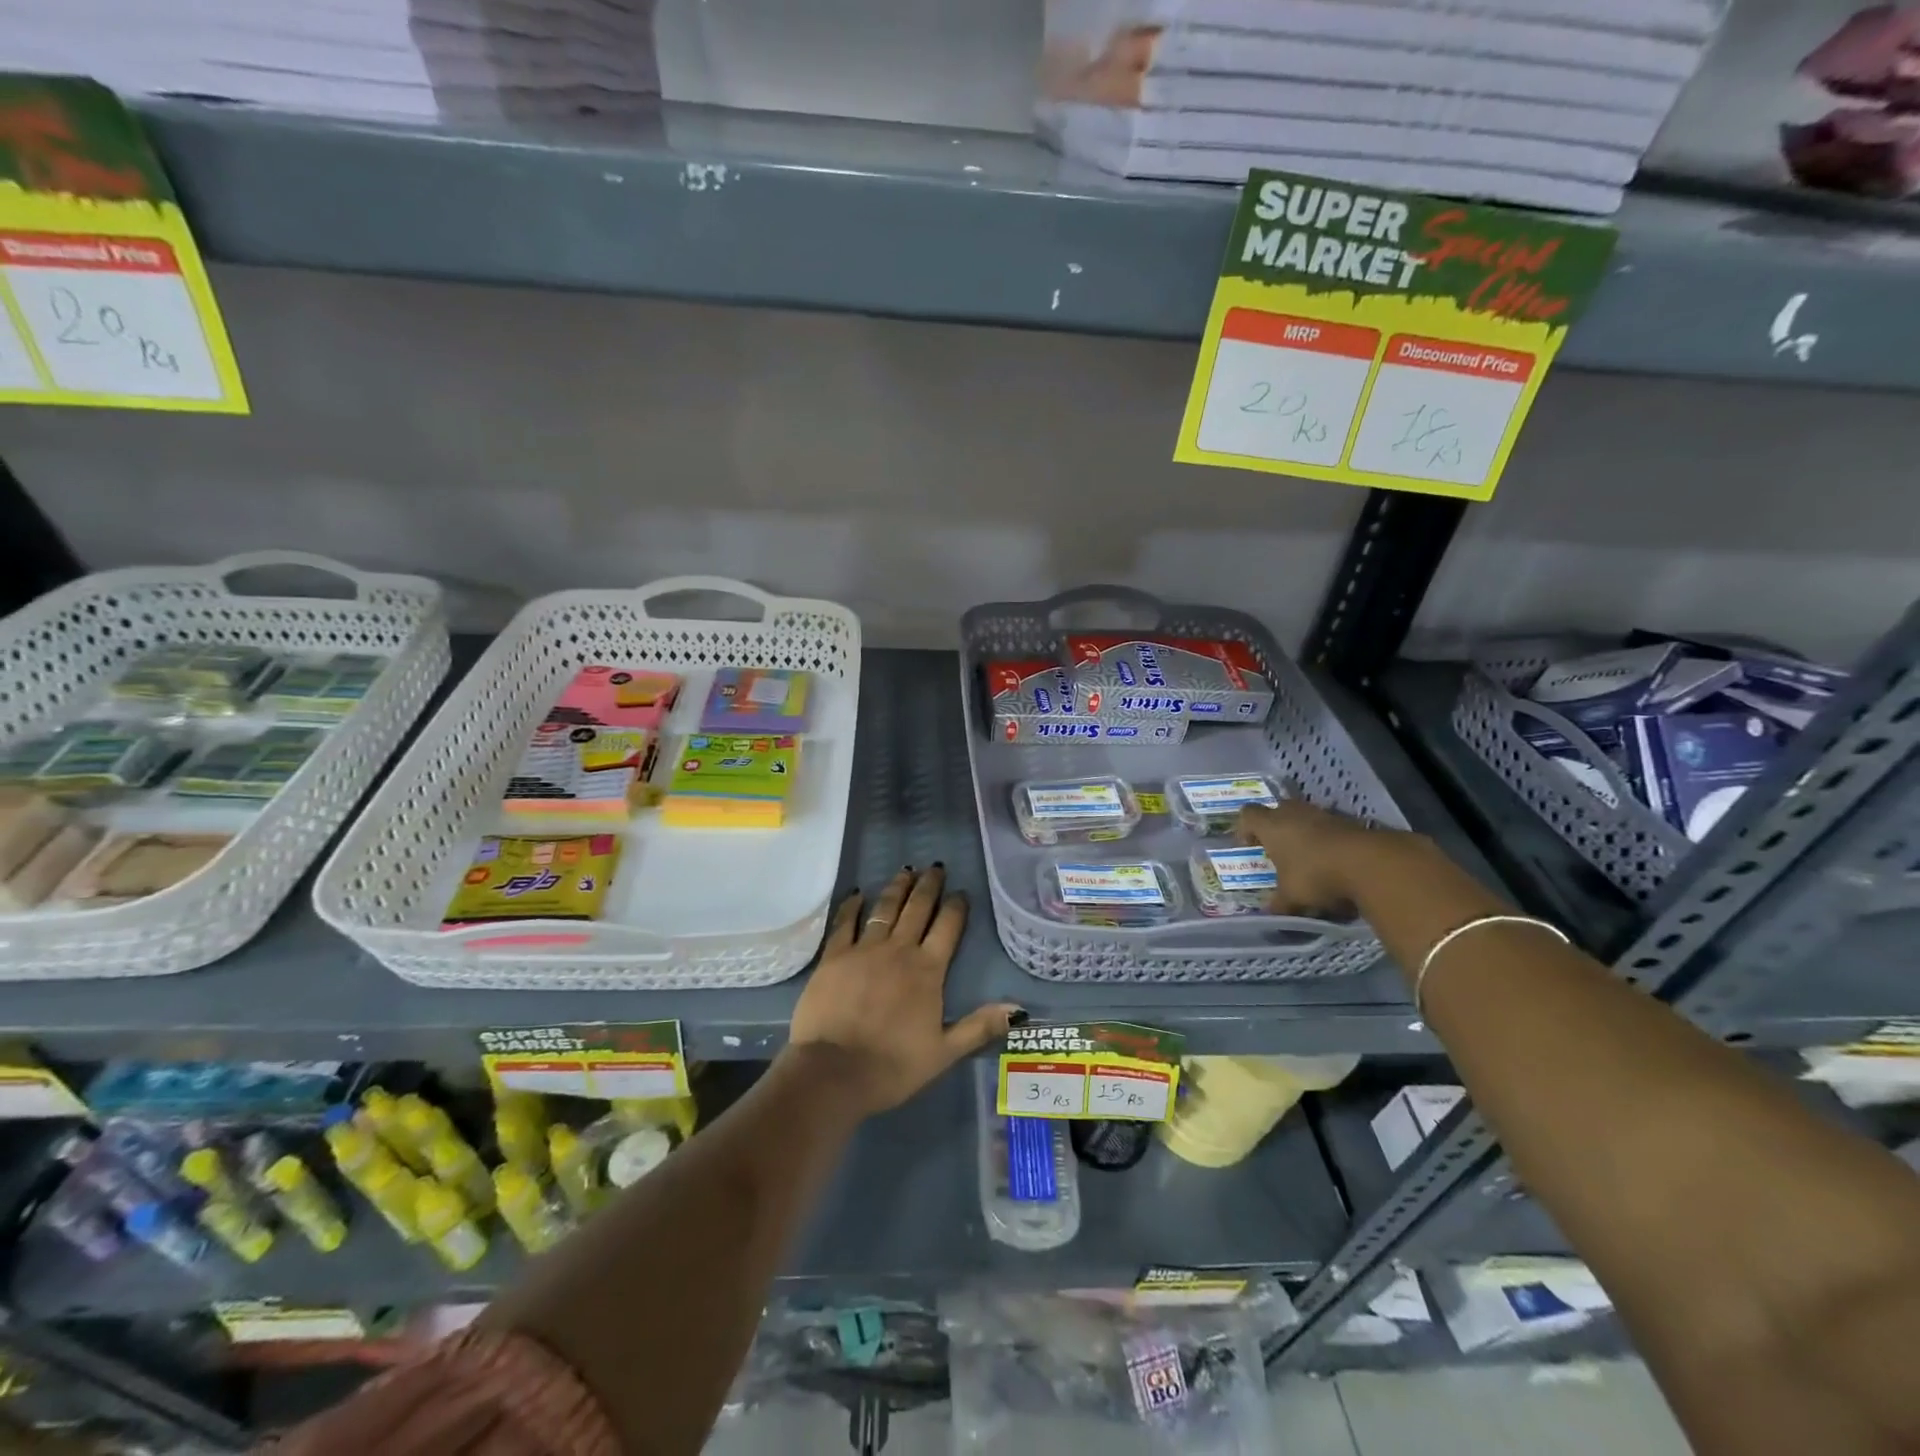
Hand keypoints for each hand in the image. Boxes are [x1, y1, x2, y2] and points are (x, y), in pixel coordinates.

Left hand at [787, 865, 1022, 1116]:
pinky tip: (858, 893)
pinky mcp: (834, 956)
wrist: (834, 1071)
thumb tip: (1018, 1009)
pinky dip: (852, 905)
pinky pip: (845, 922)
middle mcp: (899, 950)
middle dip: (929, 886)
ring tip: (906, 871)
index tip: (961, 892)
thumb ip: (979, 1027)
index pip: (948, 928)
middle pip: (918, 909)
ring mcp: (863, 949)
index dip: (956, 907)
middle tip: (935, 867)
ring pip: (885, 908)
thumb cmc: (893, 1066)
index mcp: (928, 970)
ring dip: (897, 888)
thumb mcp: (944, 1052)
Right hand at [1234, 799, 1381, 916]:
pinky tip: (1335, 862)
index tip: (1250, 847)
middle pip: (1278, 810)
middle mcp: (1295, 813)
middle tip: (1279, 850)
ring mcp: (1324, 814)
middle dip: (1276, 828)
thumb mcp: (1291, 897)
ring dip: (1305, 833)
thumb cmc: (1315, 875)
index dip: (1245, 829)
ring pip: (1306, 817)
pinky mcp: (1350, 821)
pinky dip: (1329, 841)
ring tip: (1309, 859)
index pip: (1248, 815)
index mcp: (1272, 826)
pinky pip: (1331, 827)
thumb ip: (1279, 903)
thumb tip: (1271, 911)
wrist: (1370, 864)